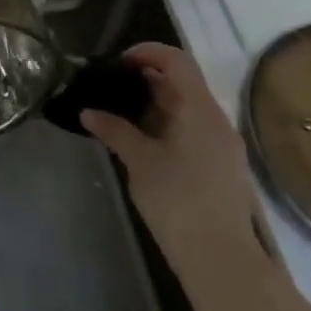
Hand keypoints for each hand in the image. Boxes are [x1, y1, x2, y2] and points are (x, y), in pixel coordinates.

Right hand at [81, 43, 265, 263]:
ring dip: (153, 102)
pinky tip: (140, 139)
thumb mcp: (139, 161)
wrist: (221, 258)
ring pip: (186, 106)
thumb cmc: (178, 201)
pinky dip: (164, 123)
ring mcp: (221, 143)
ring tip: (118, 112)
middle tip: (109, 87)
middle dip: (145, 78)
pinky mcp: (219, 164)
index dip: (146, 52)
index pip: (176, 60)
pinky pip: (191, 128)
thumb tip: (89, 111)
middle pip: (182, 82)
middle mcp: (215, 119)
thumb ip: (114, 130)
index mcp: (199, 110)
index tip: (115, 63)